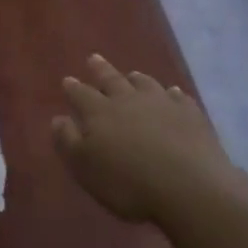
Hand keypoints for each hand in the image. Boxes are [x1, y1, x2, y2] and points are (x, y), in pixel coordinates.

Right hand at [53, 54, 235, 223]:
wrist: (189, 188)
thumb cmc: (128, 184)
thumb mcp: (85, 168)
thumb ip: (68, 141)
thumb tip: (58, 118)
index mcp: (100, 113)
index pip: (81, 94)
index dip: (73, 87)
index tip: (68, 80)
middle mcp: (129, 100)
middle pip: (112, 79)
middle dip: (100, 69)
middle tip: (93, 58)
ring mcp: (162, 103)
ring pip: (145, 83)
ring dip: (135, 78)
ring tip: (132, 75)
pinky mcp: (190, 114)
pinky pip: (178, 97)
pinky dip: (172, 94)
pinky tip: (173, 94)